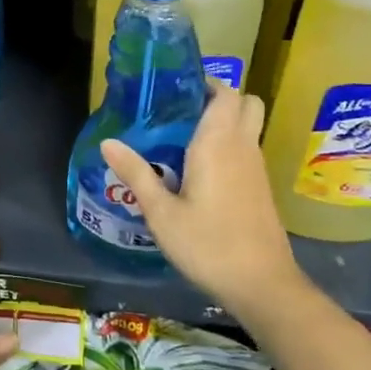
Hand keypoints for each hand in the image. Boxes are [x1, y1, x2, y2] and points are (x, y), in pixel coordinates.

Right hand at [100, 81, 304, 315]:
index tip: (177, 88)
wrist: (263, 286)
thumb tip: (107, 142)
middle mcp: (243, 147)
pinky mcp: (261, 188)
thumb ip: (136, 174)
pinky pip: (247, 150)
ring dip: (225, 123)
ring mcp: (257, 168)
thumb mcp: (161, 213)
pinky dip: (230, 146)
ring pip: (248, 127)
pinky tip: (201, 171)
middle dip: (220, 98)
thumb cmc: (208, 244)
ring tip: (184, 138)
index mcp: (219, 143)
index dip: (207, 83)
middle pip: (246, 103)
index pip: (226, 93)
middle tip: (184, 110)